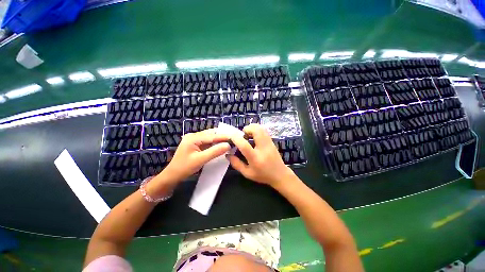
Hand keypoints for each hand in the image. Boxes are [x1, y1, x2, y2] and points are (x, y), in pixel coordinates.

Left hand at [165, 129, 230, 179]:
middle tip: (233, 139)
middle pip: (211, 134)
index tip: (235, 137)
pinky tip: (221, 145)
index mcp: (193, 138)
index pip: (212, 136)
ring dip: (219, 140)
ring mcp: (194, 140)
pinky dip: (215, 143)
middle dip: (222, 137)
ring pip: (210, 137)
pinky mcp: (196, 144)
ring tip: (230, 141)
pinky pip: (208, 142)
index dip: (224, 137)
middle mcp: (194, 136)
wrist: (172, 175)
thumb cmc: (184, 168)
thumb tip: (228, 145)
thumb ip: (214, 152)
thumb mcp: (200, 160)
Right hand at [228, 124, 295, 187]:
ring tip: (248, 135)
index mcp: (255, 158)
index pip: (244, 145)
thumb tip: (228, 154)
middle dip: (246, 129)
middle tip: (242, 135)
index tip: (231, 137)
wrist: (280, 174)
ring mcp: (269, 143)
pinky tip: (254, 137)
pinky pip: (264, 130)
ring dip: (252, 128)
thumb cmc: (263, 175)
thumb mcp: (247, 173)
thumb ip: (236, 164)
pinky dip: (257, 129)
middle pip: (256, 130)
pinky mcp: (272, 141)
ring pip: (261, 128)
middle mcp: (263, 148)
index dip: (236, 139)